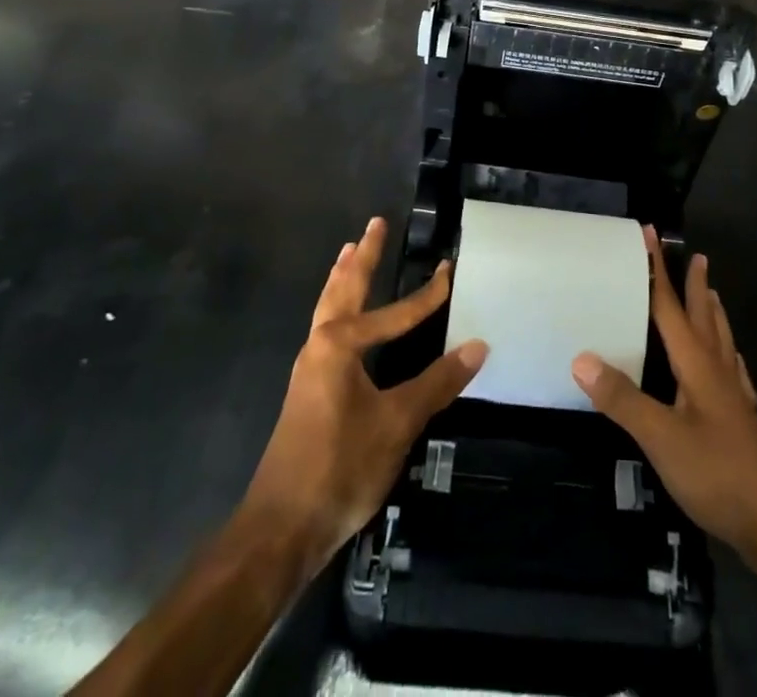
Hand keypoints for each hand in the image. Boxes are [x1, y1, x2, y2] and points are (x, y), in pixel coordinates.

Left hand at [241, 217, 486, 574]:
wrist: (279, 531)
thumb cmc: (339, 467)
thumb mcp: (397, 424)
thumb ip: (437, 383)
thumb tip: (478, 345)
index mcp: (340, 345)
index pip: (395, 312)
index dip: (427, 295)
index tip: (450, 271)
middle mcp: (319, 346)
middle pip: (344, 290)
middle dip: (363, 257)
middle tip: (374, 225)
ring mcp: (308, 370)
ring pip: (328, 309)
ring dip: (343, 279)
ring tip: (350, 252)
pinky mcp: (307, 393)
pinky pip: (325, 331)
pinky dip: (337, 309)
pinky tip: (344, 321)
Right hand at [573, 227, 756, 564]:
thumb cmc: (721, 474)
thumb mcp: (663, 438)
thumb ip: (624, 400)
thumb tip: (581, 357)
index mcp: (698, 366)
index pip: (672, 308)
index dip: (658, 271)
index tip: (650, 234)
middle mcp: (719, 373)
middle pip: (704, 318)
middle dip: (695, 286)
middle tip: (696, 256)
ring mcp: (736, 400)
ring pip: (723, 344)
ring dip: (714, 315)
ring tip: (713, 295)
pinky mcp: (746, 426)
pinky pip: (734, 374)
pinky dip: (730, 356)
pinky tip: (734, 364)